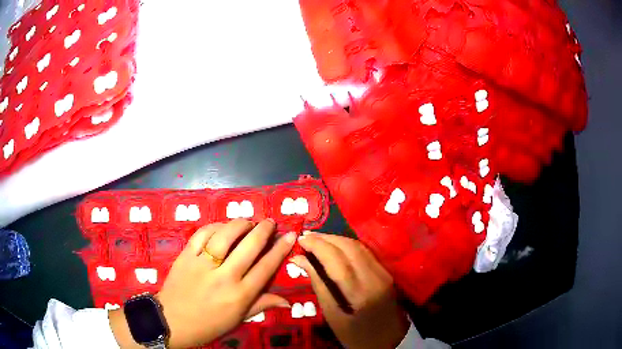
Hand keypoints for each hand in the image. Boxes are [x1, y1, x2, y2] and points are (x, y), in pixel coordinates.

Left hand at [109, 219, 296, 348]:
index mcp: (240, 295)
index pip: (266, 267)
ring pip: (225, 236)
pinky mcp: (186, 256)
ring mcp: (203, 264)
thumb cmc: (209, 325)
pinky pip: (202, 235)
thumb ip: (262, 305)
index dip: (280, 249)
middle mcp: (224, 277)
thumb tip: (288, 301)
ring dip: (239, 224)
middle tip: (270, 222)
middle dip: (263, 230)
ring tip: (247, 222)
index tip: (289, 235)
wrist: (172, 321)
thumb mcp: (238, 319)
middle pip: (249, 246)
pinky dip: (214, 227)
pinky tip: (222, 226)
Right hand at [291, 233, 409, 348]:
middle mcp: (375, 277)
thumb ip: (319, 286)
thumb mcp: (333, 317)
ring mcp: (383, 273)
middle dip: (326, 238)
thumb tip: (300, 262)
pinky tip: (335, 247)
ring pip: (359, 247)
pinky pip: (365, 253)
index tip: (300, 239)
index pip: (336, 260)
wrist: (391, 341)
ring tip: (317, 240)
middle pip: (349, 248)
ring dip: (337, 239)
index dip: (317, 245)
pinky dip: (347, 246)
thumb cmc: (357, 336)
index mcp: (359, 293)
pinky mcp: (386, 273)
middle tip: (306, 237)